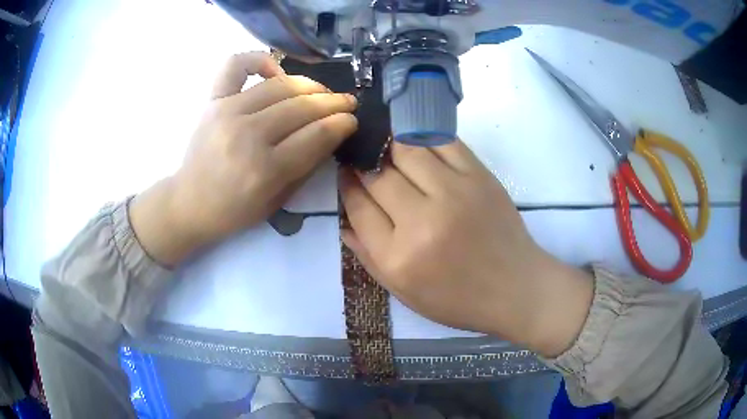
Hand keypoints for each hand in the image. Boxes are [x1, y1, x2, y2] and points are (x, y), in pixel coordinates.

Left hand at [130, 52, 357, 265]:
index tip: (352, 120)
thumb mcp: (277, 202)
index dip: (342, 123)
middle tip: (348, 102)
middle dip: (334, 102)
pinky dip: (260, 59)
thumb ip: (306, 166)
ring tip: (322, 91)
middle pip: (302, 107)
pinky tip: (275, 70)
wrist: (189, 203)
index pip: (317, 135)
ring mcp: (227, 112)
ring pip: (281, 85)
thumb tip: (332, 133)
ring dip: (310, 84)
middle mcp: (247, 135)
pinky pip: (236, 65)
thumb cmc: (234, 210)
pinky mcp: (213, 101)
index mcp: (265, 170)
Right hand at [340, 141, 592, 356]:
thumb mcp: (403, 292)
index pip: (358, 206)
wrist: (515, 288)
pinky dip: (422, 137)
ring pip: (406, 150)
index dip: (347, 184)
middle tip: (363, 159)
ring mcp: (454, 193)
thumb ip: (367, 256)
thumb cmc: (458, 299)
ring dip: (390, 145)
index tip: (345, 173)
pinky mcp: (479, 177)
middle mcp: (422, 221)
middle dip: (364, 164)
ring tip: (386, 146)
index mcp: (399, 257)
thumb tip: (343, 221)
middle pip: (378, 175)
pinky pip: (442, 142)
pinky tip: (416, 142)